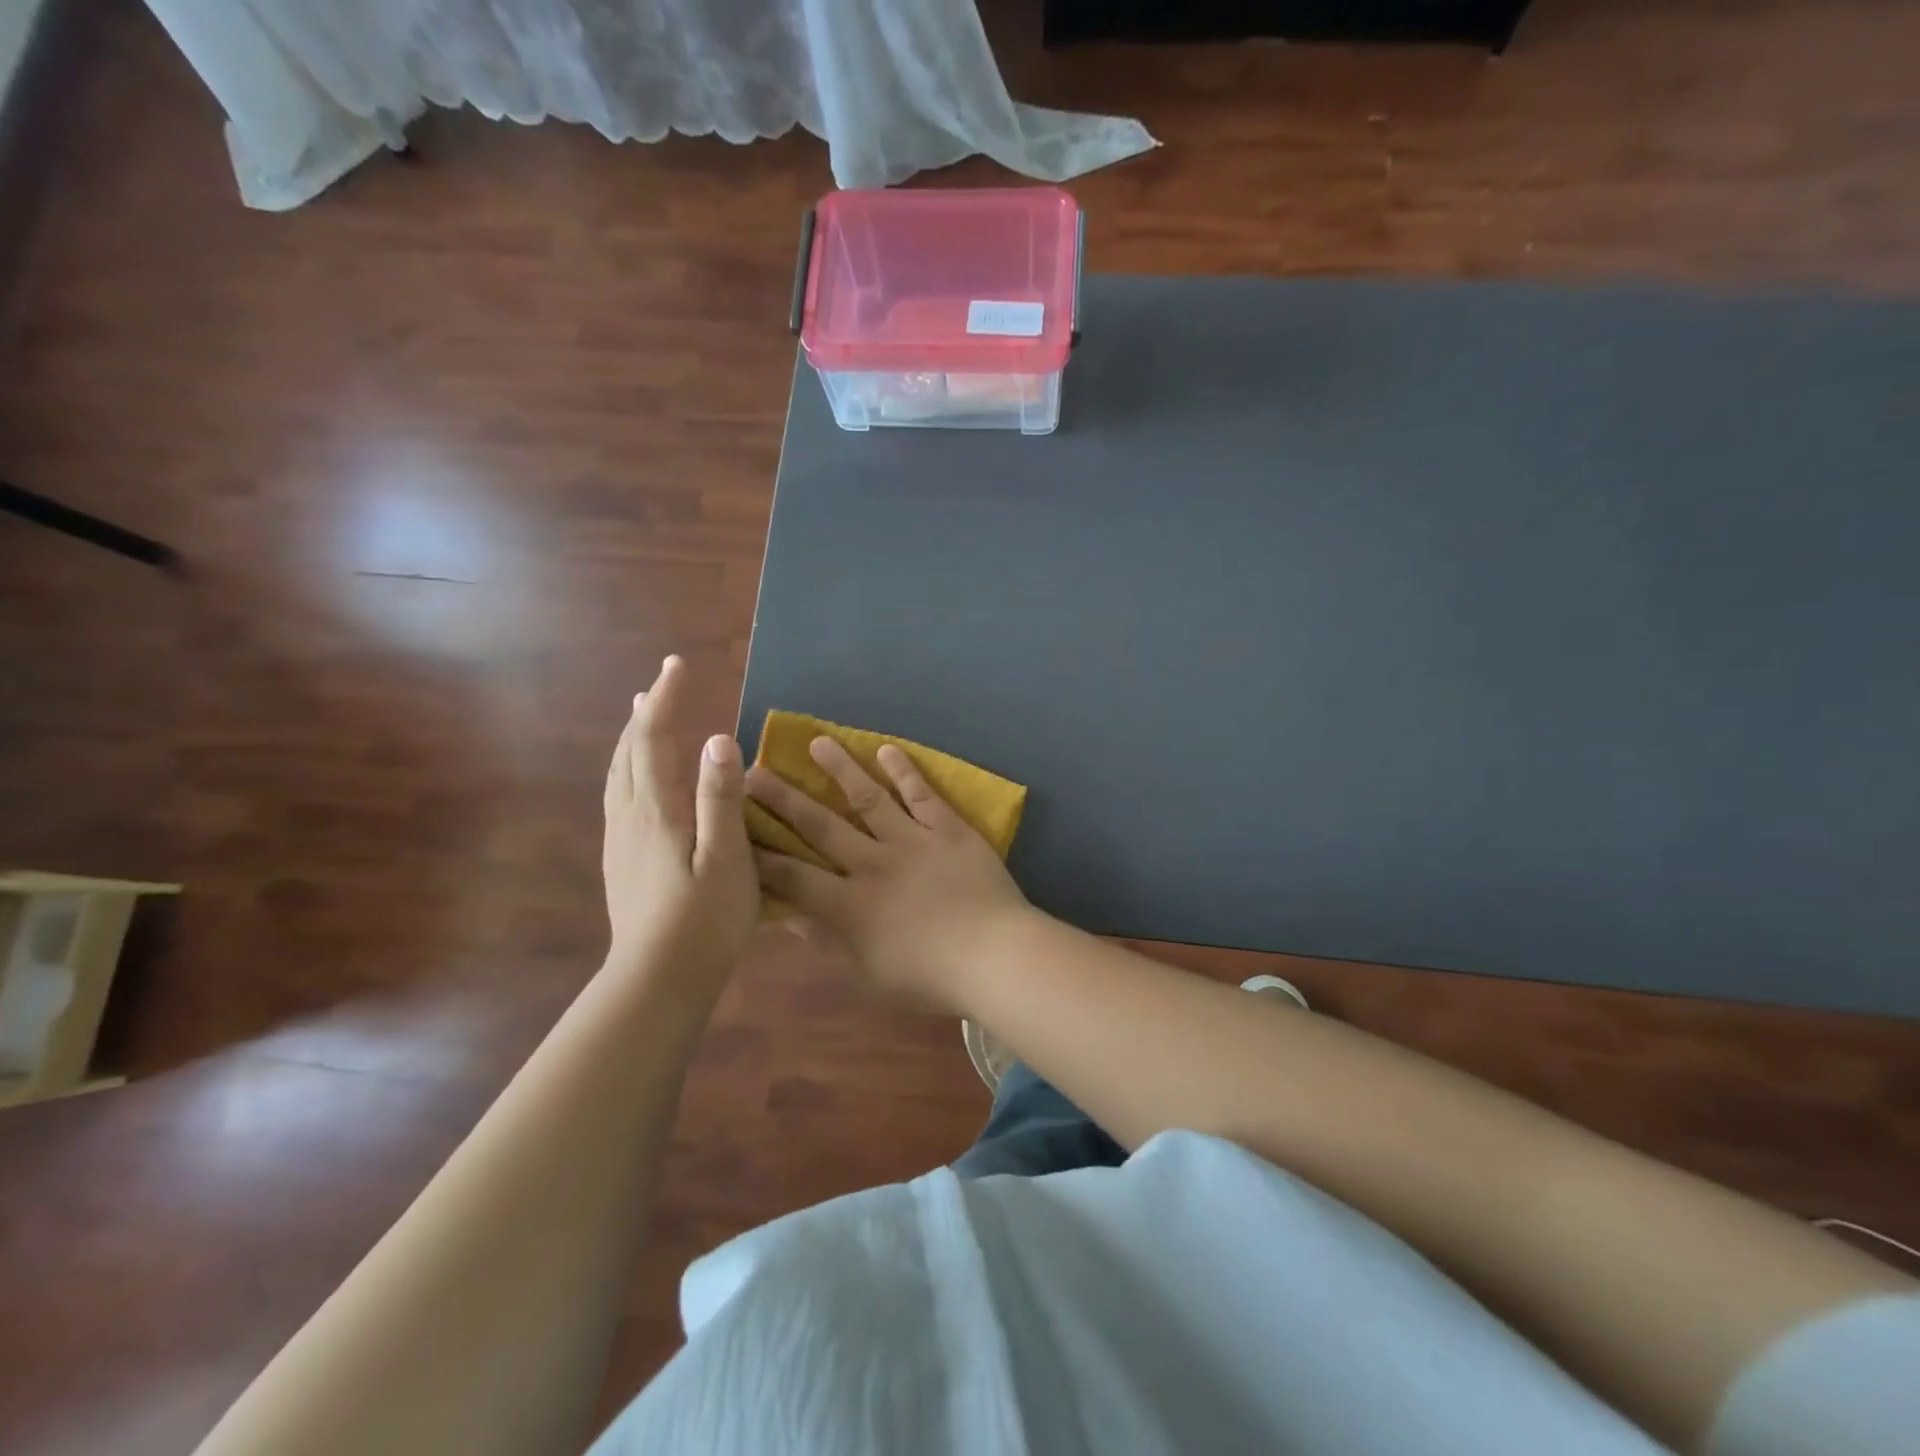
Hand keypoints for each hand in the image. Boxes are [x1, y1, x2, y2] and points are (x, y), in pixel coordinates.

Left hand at [602, 656, 757, 975]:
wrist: (656, 979)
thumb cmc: (704, 920)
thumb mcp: (727, 858)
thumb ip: (721, 799)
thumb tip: (719, 739)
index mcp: (657, 810)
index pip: (654, 739)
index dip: (665, 699)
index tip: (676, 664)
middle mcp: (630, 816)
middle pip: (629, 751)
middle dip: (646, 712)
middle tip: (661, 683)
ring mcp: (619, 839)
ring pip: (618, 774)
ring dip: (632, 739)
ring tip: (642, 718)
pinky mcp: (619, 860)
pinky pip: (618, 795)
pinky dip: (628, 768)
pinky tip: (638, 780)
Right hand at [746, 738, 1032, 1011]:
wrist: (995, 956)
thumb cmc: (930, 977)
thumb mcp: (868, 974)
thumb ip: (827, 943)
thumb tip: (790, 917)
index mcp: (849, 904)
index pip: (793, 875)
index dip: (761, 854)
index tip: (737, 830)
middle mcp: (872, 863)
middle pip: (820, 826)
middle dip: (783, 799)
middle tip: (755, 772)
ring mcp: (912, 840)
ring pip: (868, 798)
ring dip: (840, 769)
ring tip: (817, 742)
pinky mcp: (948, 829)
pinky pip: (921, 794)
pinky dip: (904, 770)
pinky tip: (886, 748)